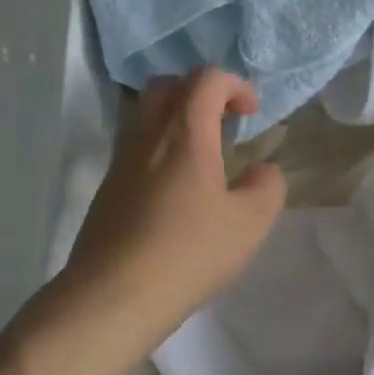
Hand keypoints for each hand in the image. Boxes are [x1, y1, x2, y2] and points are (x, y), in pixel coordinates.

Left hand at [57, 69, 285, 338]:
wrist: (114, 295)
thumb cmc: (189, 252)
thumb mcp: (250, 223)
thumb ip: (267, 187)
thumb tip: (262, 171)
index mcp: (184, 133)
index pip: (206, 79)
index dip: (234, 85)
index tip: (251, 115)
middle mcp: (146, 137)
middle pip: (166, 86)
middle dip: (199, 93)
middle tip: (222, 124)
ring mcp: (120, 164)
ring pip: (145, 119)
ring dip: (177, 124)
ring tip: (204, 163)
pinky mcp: (107, 193)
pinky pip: (135, 153)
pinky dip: (160, 155)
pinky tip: (178, 198)